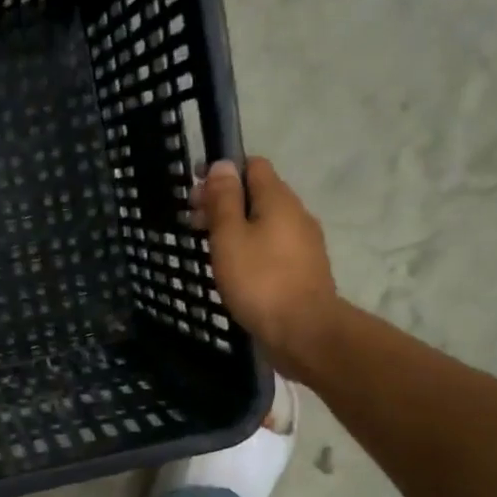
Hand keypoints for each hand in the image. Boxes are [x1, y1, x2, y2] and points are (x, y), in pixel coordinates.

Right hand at [193, 157, 344, 382]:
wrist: (304, 331)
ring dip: (235, 227)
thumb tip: (222, 165)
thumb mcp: (230, 236)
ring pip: (264, 222)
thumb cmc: (260, 280)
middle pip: (257, 194)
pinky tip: (233, 268)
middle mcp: (296, 214)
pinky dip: (250, 247)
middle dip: (224, 202)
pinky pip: (272, 246)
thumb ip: (224, 200)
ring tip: (208, 247)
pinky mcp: (303, 269)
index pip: (253, 166)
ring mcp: (303, 244)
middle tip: (192, 222)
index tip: (194, 188)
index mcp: (279, 200)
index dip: (222, 171)